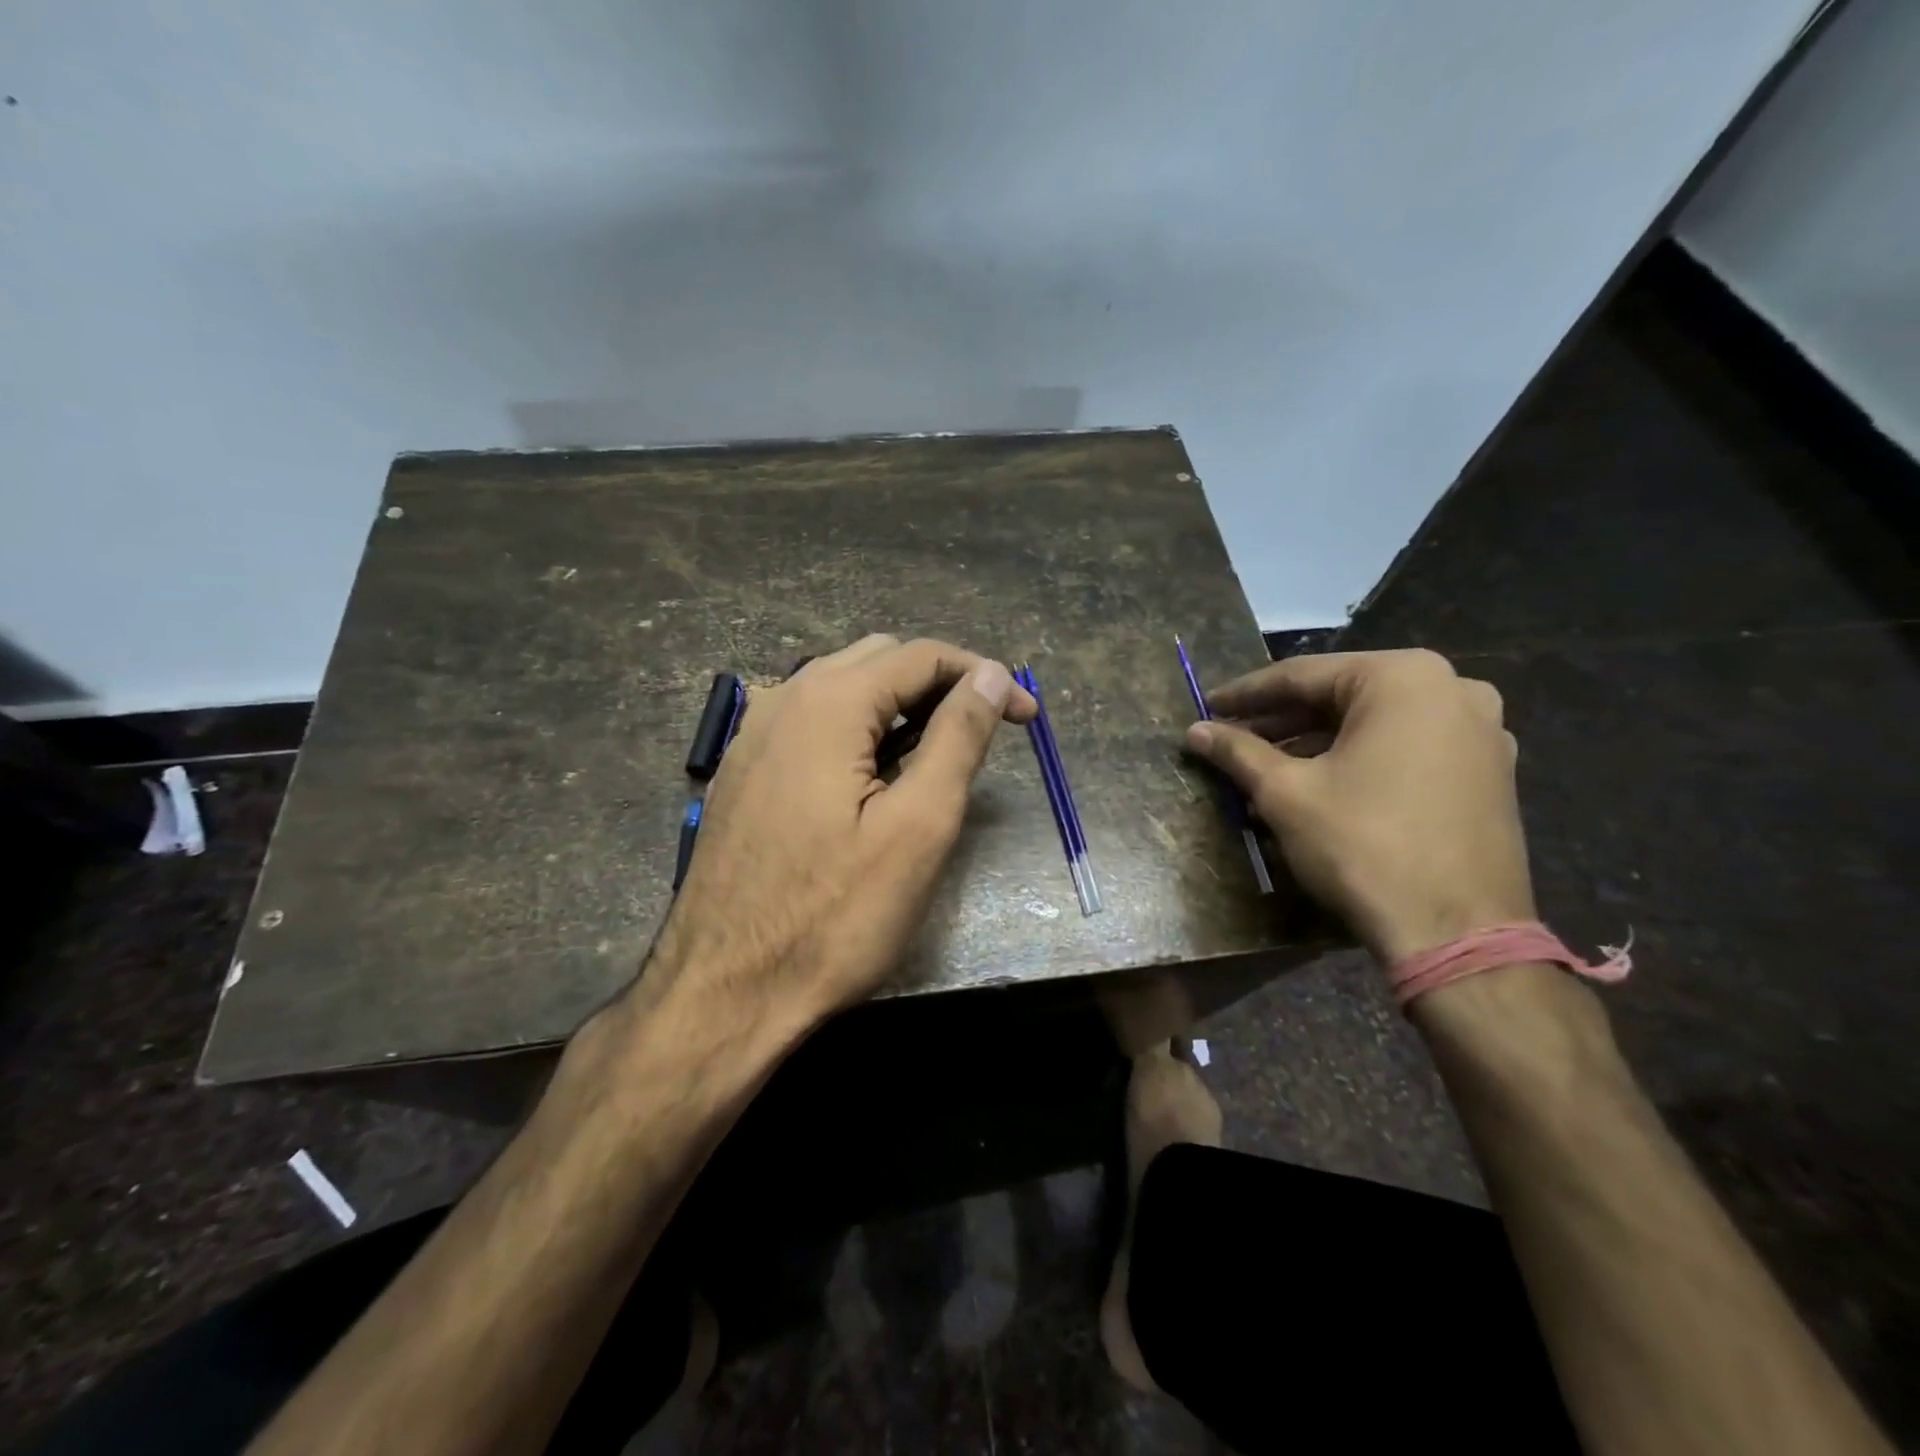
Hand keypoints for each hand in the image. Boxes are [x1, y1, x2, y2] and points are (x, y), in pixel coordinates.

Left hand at [648, 634, 1035, 1026]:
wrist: (724, 991)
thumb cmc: (833, 917)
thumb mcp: (918, 827)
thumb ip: (958, 738)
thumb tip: (992, 676)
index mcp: (827, 703)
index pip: (920, 655)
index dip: (983, 676)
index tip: (1026, 716)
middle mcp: (782, 700)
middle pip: (878, 660)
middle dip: (941, 683)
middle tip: (986, 730)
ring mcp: (753, 735)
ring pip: (842, 688)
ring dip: (899, 704)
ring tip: (940, 751)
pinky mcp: (744, 771)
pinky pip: (811, 722)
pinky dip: (858, 728)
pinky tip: (877, 775)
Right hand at [1184, 649, 1532, 964]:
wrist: (1457, 933)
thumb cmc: (1363, 844)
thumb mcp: (1286, 793)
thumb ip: (1238, 752)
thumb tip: (1195, 730)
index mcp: (1404, 678)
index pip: (1303, 676)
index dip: (1246, 694)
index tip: (1207, 705)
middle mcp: (1452, 689)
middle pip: (1341, 698)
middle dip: (1281, 721)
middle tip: (1231, 737)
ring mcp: (1480, 731)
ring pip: (1374, 725)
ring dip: (1315, 743)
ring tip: (1264, 768)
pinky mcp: (1489, 772)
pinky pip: (1406, 749)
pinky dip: (1358, 760)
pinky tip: (1317, 785)